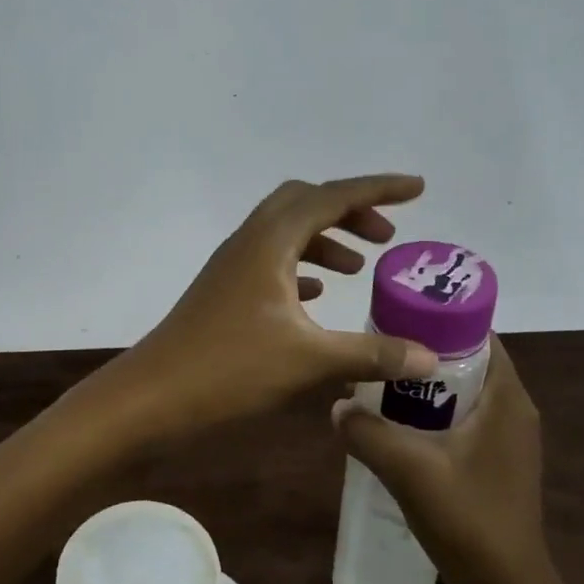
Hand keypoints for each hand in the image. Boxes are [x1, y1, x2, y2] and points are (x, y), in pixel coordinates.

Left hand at [102, 175, 439, 435]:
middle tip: (387, 237)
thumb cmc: (229, 368)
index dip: (377, 189)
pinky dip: (301, 267)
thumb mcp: (308, 361)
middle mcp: (250, 241)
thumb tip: (430, 356)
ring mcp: (233, 266)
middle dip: (349, 211)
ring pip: (286, 234)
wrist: (153, 394)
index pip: (332, 197)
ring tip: (359, 267)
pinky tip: (317, 296)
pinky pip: (271, 263)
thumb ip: (371, 354)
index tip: (417, 189)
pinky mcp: (225, 291)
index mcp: (270, 241)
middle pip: (304, 203)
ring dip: (325, 240)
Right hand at [332, 334, 547, 583]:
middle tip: (375, 351)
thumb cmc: (468, 520)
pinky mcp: (494, 464)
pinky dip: (429, 415)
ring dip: (422, 387)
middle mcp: (512, 411)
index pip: (478, 334)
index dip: (438, 318)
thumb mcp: (408, 470)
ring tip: (376, 386)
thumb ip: (367, 432)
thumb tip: (336, 407)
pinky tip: (394, 428)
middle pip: (465, 362)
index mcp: (506, 400)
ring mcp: (505, 441)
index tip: (394, 316)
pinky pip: (460, 421)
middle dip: (421, 354)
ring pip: (459, 394)